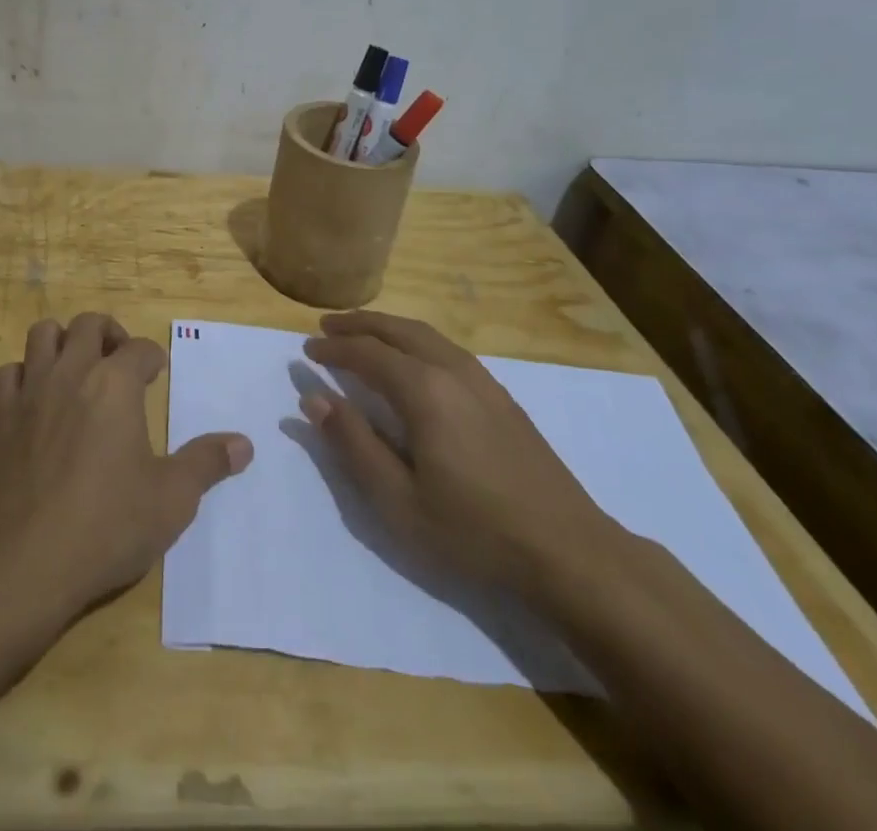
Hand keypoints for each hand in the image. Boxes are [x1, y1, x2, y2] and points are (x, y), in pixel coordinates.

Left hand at [0, 313, 252, 619]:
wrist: (23, 563)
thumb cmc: (106, 526)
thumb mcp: (172, 500)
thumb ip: (206, 463)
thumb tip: (244, 443)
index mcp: (115, 384)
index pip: (139, 348)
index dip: (153, 356)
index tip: (157, 372)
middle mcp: (71, 373)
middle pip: (88, 325)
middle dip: (109, 333)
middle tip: (120, 361)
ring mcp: (28, 392)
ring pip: (42, 335)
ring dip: (63, 342)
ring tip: (77, 369)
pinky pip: (8, 373)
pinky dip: (24, 376)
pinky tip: (35, 402)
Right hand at [301, 311, 616, 595]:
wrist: (570, 552)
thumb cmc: (474, 531)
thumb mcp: (398, 500)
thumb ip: (352, 444)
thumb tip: (314, 399)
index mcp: (424, 391)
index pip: (367, 353)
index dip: (333, 349)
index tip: (306, 351)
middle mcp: (452, 371)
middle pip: (398, 330)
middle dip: (359, 324)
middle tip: (326, 327)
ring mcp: (483, 381)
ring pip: (427, 335)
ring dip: (388, 328)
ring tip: (362, 334)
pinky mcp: (502, 396)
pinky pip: (448, 349)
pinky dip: (416, 341)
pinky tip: (413, 361)